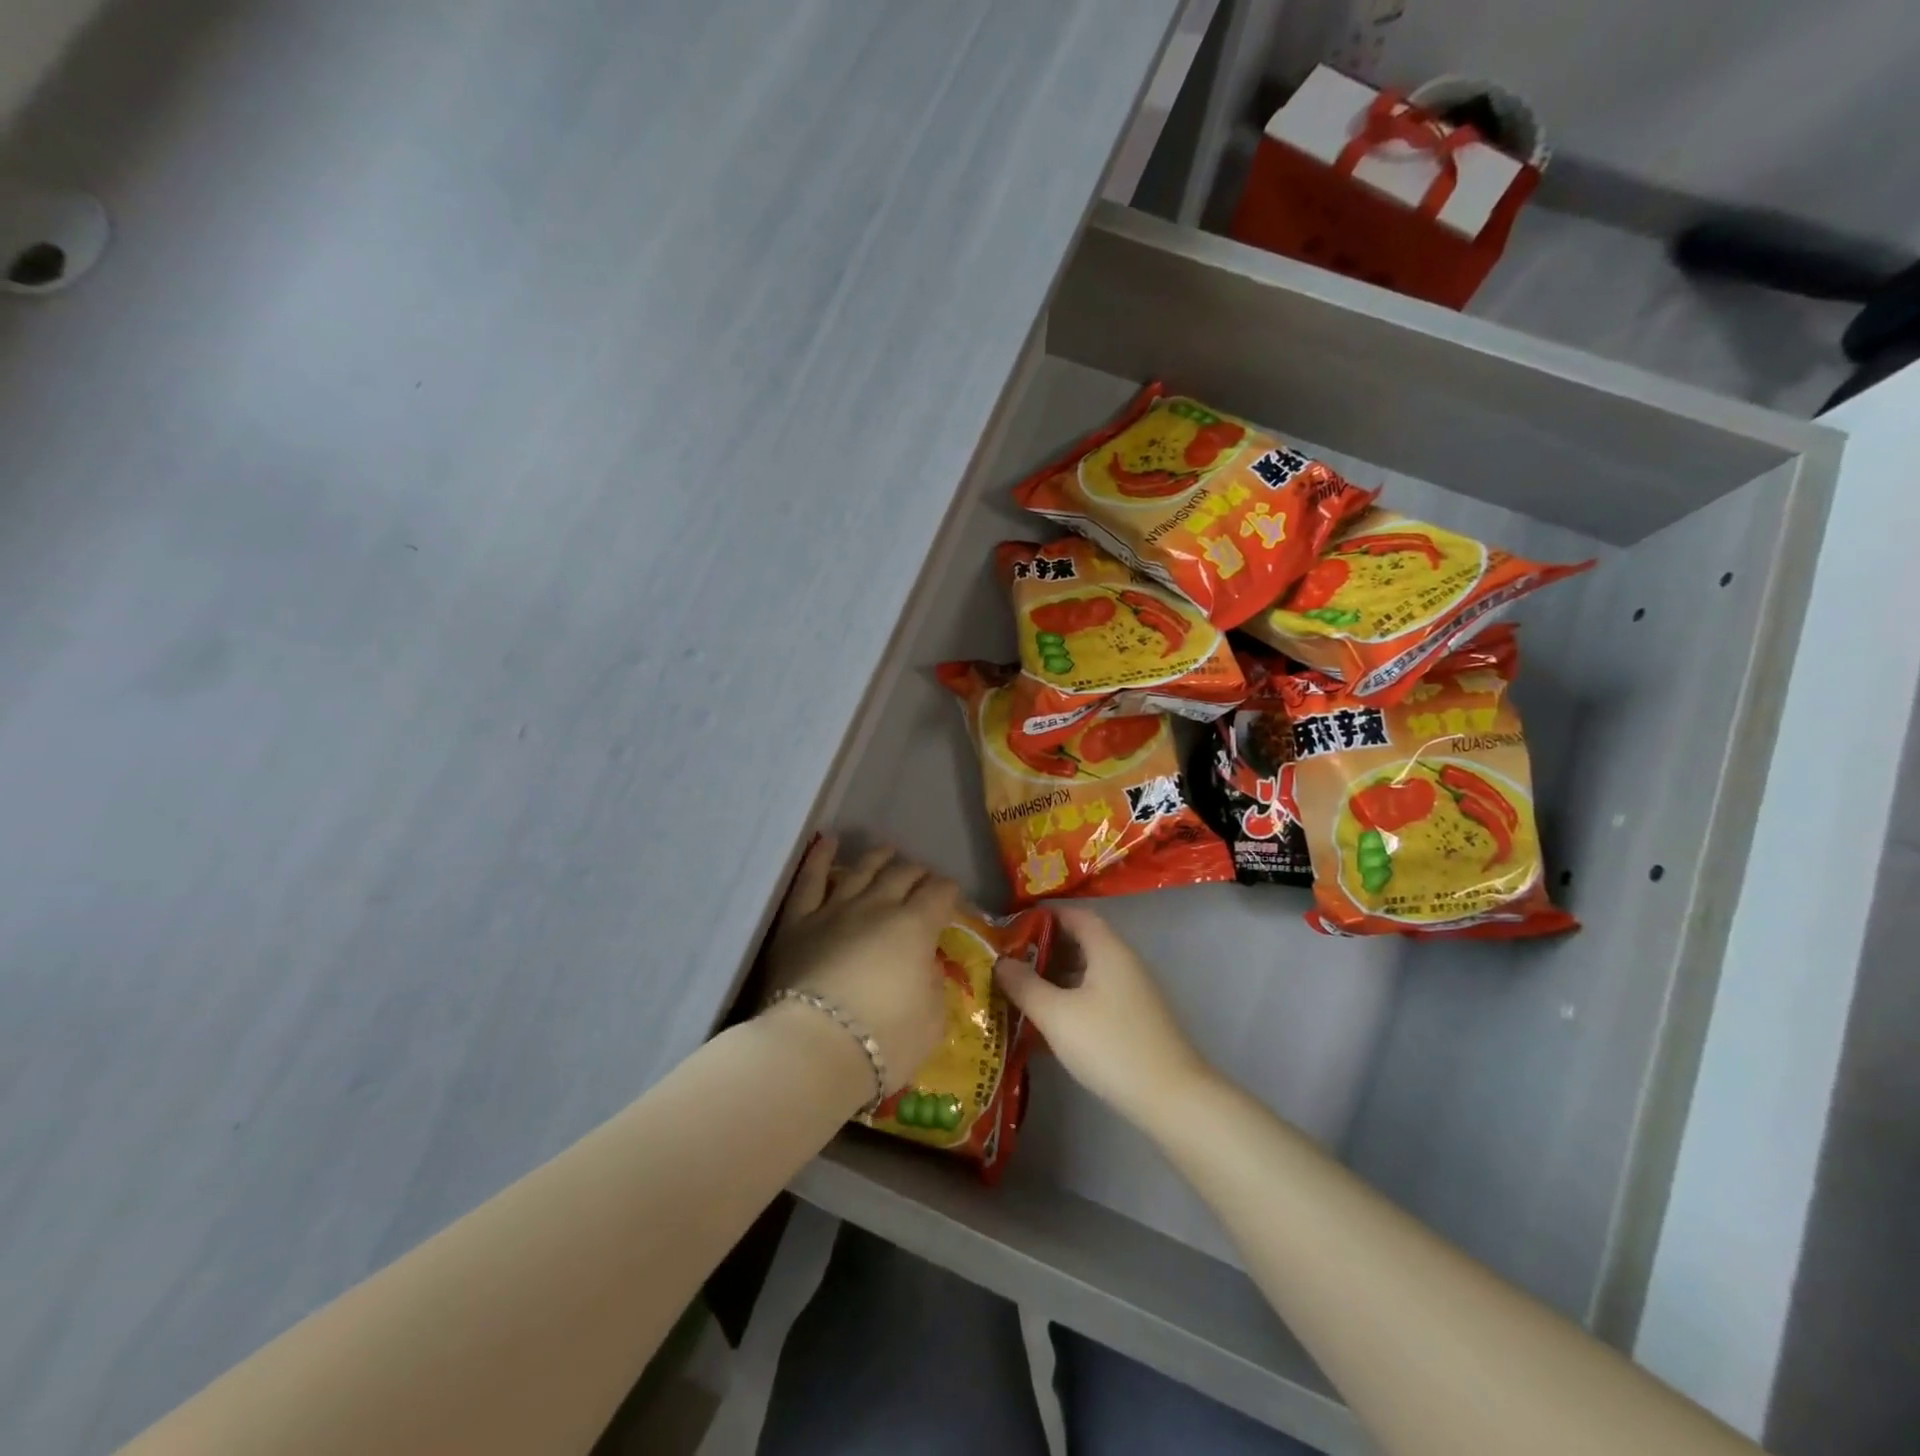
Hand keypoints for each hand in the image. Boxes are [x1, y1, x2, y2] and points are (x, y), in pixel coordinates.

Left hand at [765, 837, 958, 1097]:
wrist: (814, 1050)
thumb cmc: (885, 1042)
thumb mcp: (933, 1020)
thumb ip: (934, 985)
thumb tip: (927, 966)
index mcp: (916, 927)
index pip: (940, 893)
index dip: (950, 892)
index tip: (953, 900)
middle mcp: (877, 906)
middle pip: (903, 874)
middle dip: (919, 872)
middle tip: (923, 878)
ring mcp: (834, 909)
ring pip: (861, 869)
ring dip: (878, 857)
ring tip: (887, 851)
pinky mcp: (798, 922)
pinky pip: (809, 880)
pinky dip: (819, 857)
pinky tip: (827, 841)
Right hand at [993, 905, 1211, 1128]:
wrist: (1171, 1098)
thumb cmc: (1109, 1045)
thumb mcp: (1056, 1015)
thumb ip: (1024, 985)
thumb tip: (1000, 962)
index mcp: (1108, 950)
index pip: (1076, 915)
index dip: (1044, 917)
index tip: (1013, 928)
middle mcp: (1124, 963)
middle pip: (1082, 942)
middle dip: (1046, 949)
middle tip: (1011, 962)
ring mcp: (1134, 992)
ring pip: (1089, 972)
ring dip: (1057, 977)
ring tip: (1023, 992)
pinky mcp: (1136, 1020)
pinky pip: (1097, 995)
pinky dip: (1073, 999)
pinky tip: (1051, 1023)